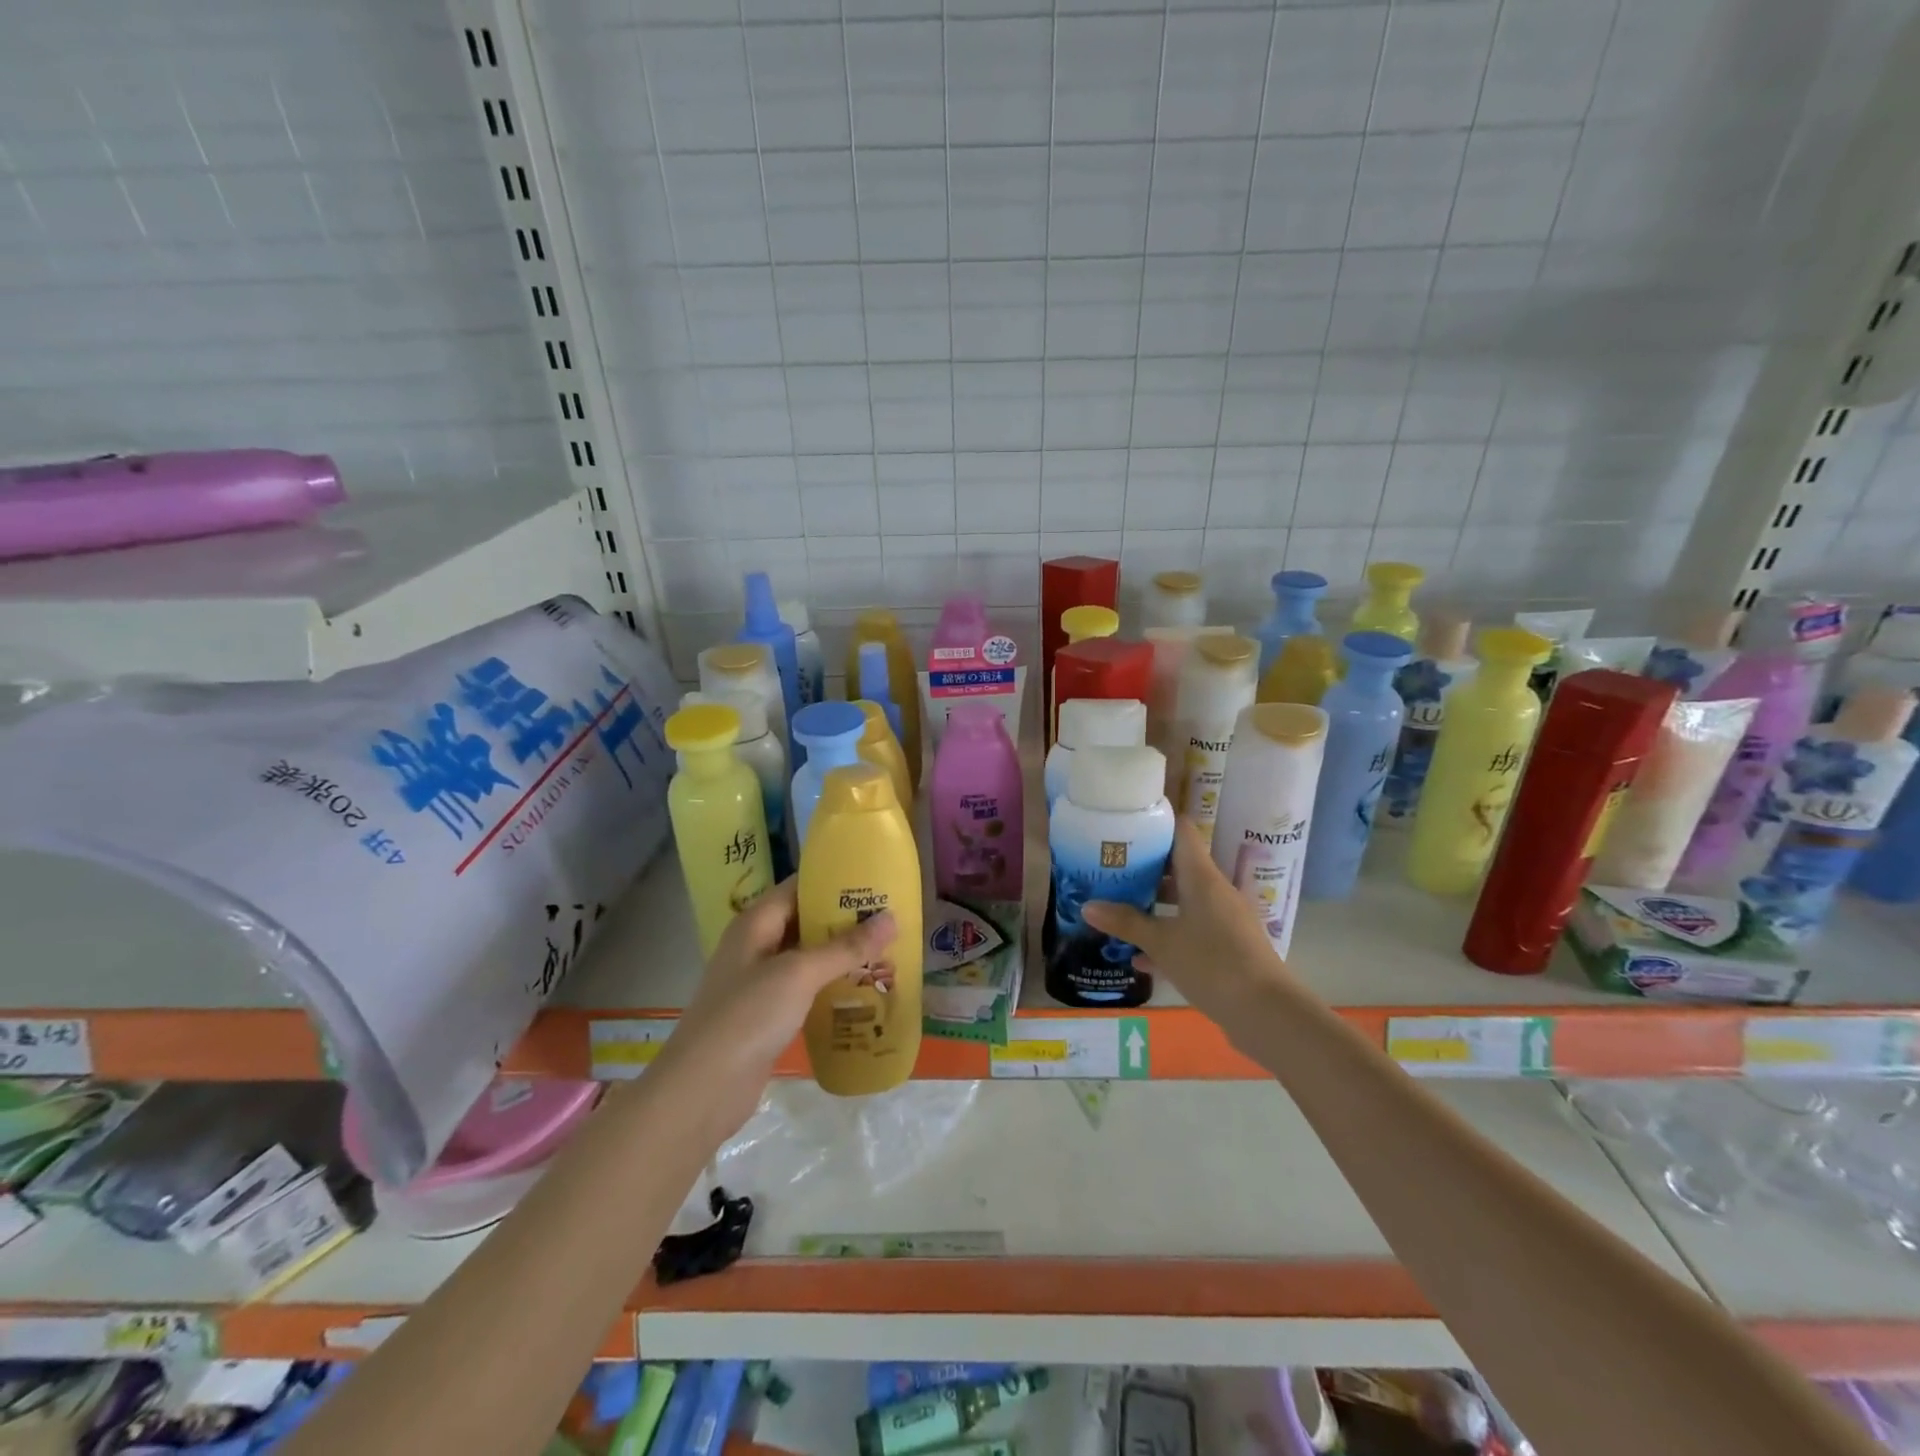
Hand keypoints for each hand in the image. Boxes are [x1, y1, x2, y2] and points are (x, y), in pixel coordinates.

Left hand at [663, 878, 896, 1130]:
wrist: (702, 1090)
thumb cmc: (747, 1016)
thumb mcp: (799, 974)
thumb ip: (845, 947)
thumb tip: (891, 918)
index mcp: (756, 923)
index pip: (798, 887)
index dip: (834, 880)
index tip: (875, 878)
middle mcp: (757, 946)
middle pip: (805, 921)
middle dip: (845, 919)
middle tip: (892, 915)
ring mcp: (760, 982)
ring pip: (808, 957)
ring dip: (842, 954)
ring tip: (887, 949)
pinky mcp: (768, 1014)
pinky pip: (806, 989)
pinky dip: (831, 985)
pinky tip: (864, 989)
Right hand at [1082, 816, 1292, 1038]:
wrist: (1267, 1013)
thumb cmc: (1212, 964)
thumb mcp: (1162, 943)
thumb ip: (1125, 922)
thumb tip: (1087, 906)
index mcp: (1202, 877)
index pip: (1181, 831)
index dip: (1156, 822)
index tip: (1125, 823)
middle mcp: (1215, 890)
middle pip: (1178, 865)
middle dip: (1144, 867)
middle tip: (1110, 868)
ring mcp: (1224, 919)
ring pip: (1183, 900)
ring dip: (1154, 904)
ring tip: (1117, 907)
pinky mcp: (1228, 947)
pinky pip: (1192, 931)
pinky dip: (1168, 936)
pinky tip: (1139, 957)